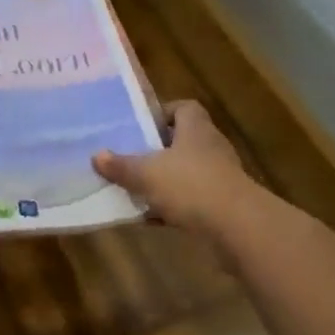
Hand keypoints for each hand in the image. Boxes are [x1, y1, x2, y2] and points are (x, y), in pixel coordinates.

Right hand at [94, 101, 256, 243]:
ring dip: (165, 180)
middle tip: (131, 157)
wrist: (238, 227)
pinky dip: (174, 207)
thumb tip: (97, 156)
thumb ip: (122, 166)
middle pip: (182, 141)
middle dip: (158, 151)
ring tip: (136, 188)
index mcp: (195, 128)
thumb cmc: (191, 185)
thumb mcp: (147, 174)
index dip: (163, 113)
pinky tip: (152, 219)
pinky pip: (193, 200)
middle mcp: (210, 146)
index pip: (183, 108)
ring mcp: (220, 176)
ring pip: (187, 172)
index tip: (141, 126)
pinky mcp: (224, 204)